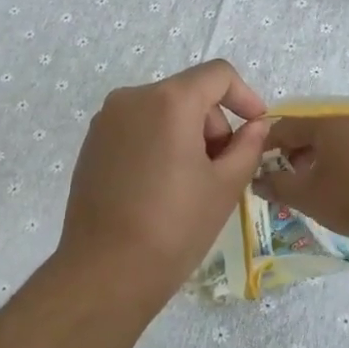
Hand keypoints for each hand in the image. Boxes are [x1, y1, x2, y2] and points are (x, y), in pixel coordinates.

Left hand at [59, 60, 270, 296]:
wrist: (105, 272)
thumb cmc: (174, 227)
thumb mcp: (225, 186)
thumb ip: (248, 146)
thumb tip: (256, 125)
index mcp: (169, 101)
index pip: (218, 74)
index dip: (245, 96)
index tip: (256, 127)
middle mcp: (133, 98)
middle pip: (189, 93)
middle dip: (213, 124)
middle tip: (221, 170)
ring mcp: (106, 120)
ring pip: (162, 110)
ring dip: (187, 135)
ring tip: (191, 184)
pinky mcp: (92, 143)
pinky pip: (137, 127)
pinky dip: (158, 143)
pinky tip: (160, 187)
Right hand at [255, 113, 348, 241]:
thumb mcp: (310, 197)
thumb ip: (278, 186)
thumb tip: (257, 179)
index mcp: (323, 121)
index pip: (283, 126)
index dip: (266, 147)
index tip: (259, 168)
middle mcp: (348, 114)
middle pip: (310, 129)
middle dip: (294, 153)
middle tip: (288, 180)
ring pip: (335, 136)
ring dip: (320, 157)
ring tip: (316, 184)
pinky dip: (343, 158)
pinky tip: (347, 183)